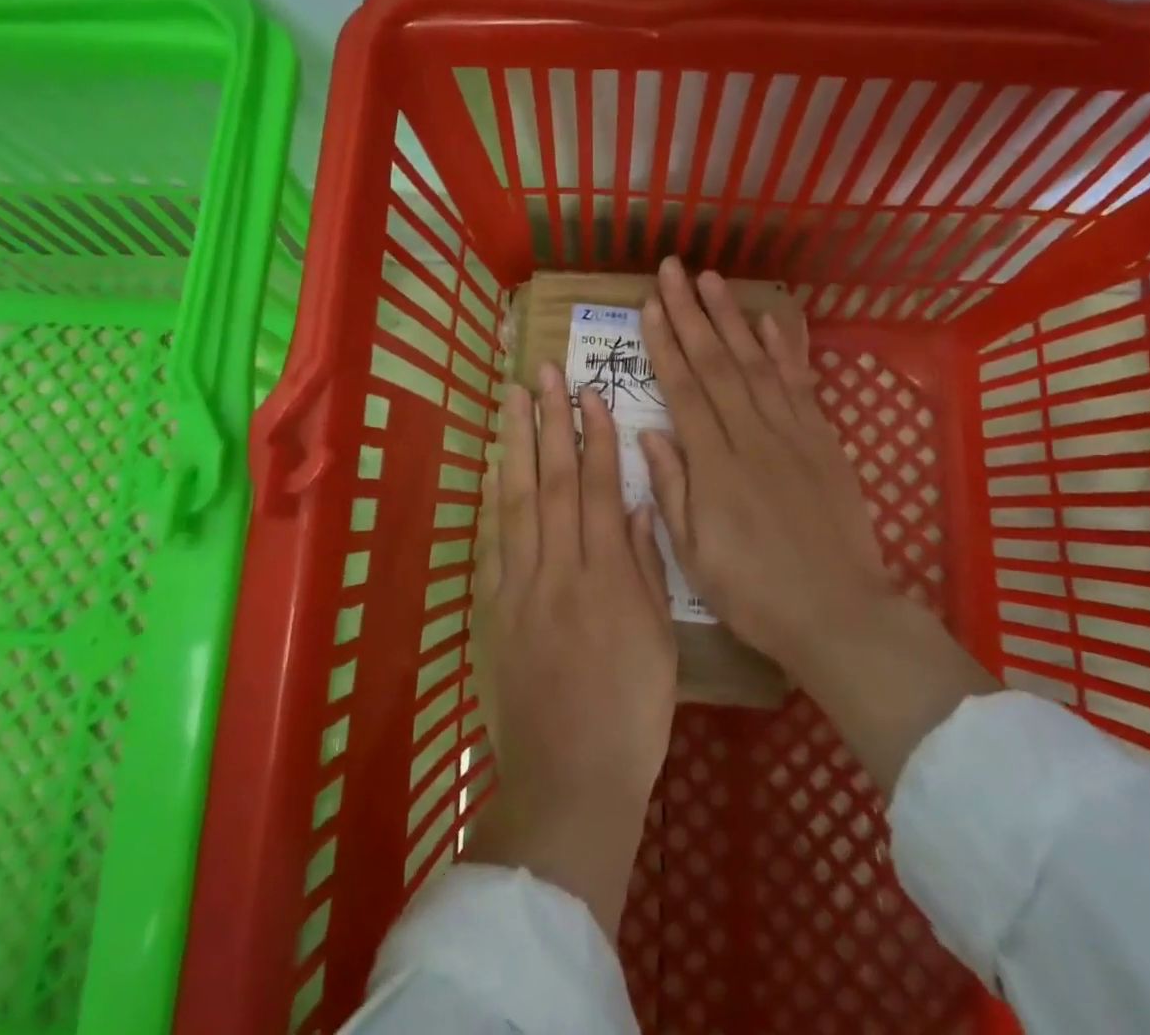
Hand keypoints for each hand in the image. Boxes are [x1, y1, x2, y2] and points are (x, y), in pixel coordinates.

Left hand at [466, 363, 677, 938]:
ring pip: (517, 500)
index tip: (590, 393)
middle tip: (543, 373)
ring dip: (515, 445)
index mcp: (606, 576)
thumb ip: (644, 566)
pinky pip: (494, 541)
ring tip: (512, 400)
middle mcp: (559, 568)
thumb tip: (634, 503)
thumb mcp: (657, 639)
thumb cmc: (632, 712)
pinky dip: (492, 497)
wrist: (571, 776)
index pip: (597, 488)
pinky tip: (492, 466)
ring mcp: (520, 585)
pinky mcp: (495, 607)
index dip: (594, 436)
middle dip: (549, 421)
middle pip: (551, 481)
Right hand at [639, 258, 994, 792]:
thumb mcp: (694, 553)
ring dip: (731, 317)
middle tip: (672, 270)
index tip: (649, 305)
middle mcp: (751, 436)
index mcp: (714, 465)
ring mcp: (792, 434)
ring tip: (712, 278)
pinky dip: (786, 348)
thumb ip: (671, 487)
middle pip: (716, 363)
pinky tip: (770, 320)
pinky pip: (800, 384)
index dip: (664, 343)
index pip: (683, 389)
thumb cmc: (754, 592)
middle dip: (691, 312)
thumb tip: (649, 432)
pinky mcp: (823, 441)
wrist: (838, 613)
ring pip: (756, 362)